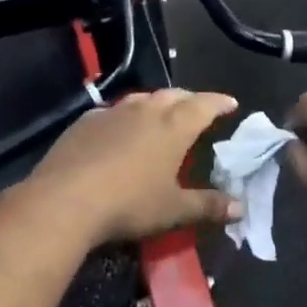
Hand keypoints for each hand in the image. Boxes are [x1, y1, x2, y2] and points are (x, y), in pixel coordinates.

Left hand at [28, 90, 241, 246]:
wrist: (67, 198)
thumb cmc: (130, 204)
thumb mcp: (173, 210)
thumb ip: (208, 206)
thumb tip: (239, 208)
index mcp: (173, 127)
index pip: (204, 105)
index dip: (219, 103)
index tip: (230, 103)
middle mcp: (146, 111)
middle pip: (173, 95)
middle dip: (190, 99)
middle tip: (198, 109)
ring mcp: (114, 112)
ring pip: (142, 98)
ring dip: (157, 103)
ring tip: (162, 113)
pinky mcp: (87, 120)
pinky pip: (114, 110)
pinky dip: (126, 115)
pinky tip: (121, 128)